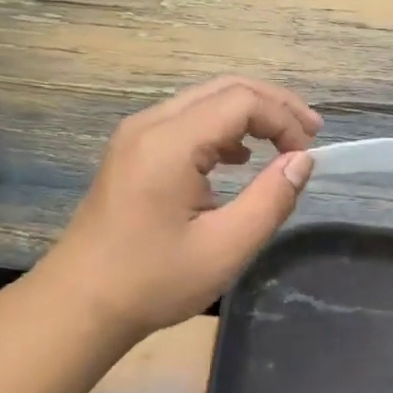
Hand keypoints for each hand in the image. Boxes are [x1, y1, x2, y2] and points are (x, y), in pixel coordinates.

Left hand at [48, 77, 320, 336]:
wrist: (81, 303)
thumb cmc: (155, 281)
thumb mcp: (226, 247)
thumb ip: (270, 199)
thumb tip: (302, 161)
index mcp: (170, 143)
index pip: (242, 101)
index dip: (284, 119)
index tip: (308, 156)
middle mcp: (150, 125)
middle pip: (224, 89)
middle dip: (274, 105)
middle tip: (311, 133)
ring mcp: (137, 136)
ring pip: (205, 101)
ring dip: (250, 115)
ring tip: (285, 143)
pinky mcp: (133, 152)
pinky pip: (187, 121)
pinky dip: (223, 129)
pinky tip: (241, 159)